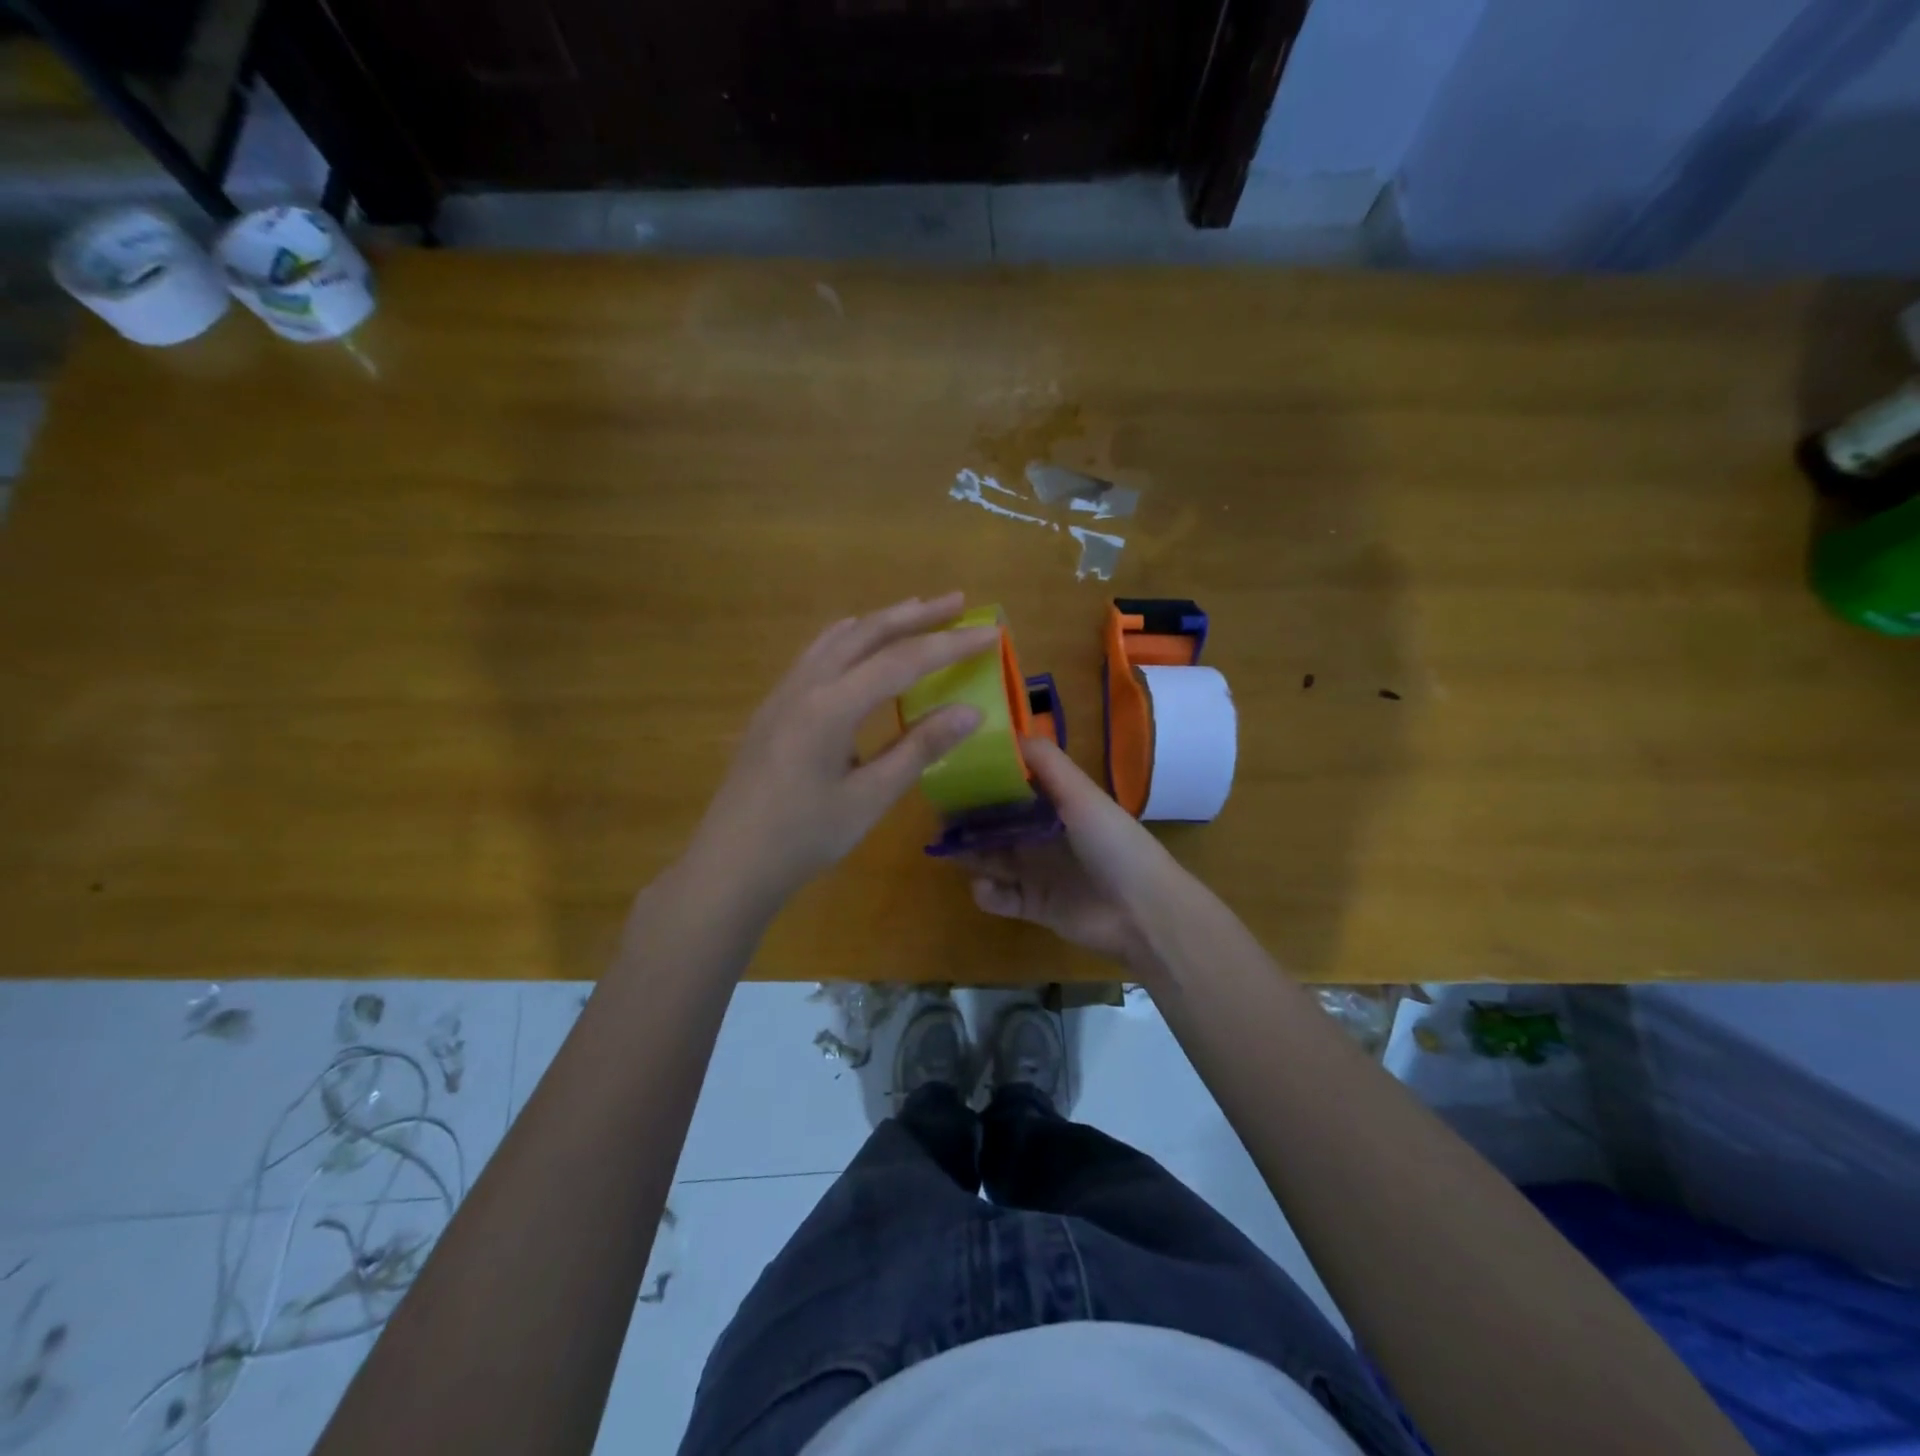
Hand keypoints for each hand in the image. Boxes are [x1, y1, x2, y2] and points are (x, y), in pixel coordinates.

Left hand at [686, 593, 998, 915]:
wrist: (730, 863)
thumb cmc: (804, 838)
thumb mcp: (869, 798)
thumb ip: (920, 748)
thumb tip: (972, 712)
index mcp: (831, 707)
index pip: (902, 661)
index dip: (950, 645)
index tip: (989, 633)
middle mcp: (806, 685)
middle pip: (867, 633)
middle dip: (916, 615)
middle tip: (958, 601)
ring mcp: (784, 692)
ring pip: (838, 637)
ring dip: (881, 621)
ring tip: (916, 611)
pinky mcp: (774, 706)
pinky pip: (816, 653)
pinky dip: (849, 638)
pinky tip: (858, 643)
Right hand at [962, 737, 1185, 972]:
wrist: (1142, 910)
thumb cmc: (1112, 843)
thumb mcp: (1080, 793)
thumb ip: (1046, 762)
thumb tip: (1005, 731)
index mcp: (1056, 804)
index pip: (1012, 786)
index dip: (983, 779)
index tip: (951, 769)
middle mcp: (1042, 834)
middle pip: (995, 823)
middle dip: (968, 819)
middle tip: (939, 816)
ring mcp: (1037, 871)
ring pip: (991, 858)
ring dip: (969, 854)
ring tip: (947, 850)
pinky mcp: (1034, 906)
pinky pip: (1000, 897)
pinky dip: (987, 894)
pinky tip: (986, 888)